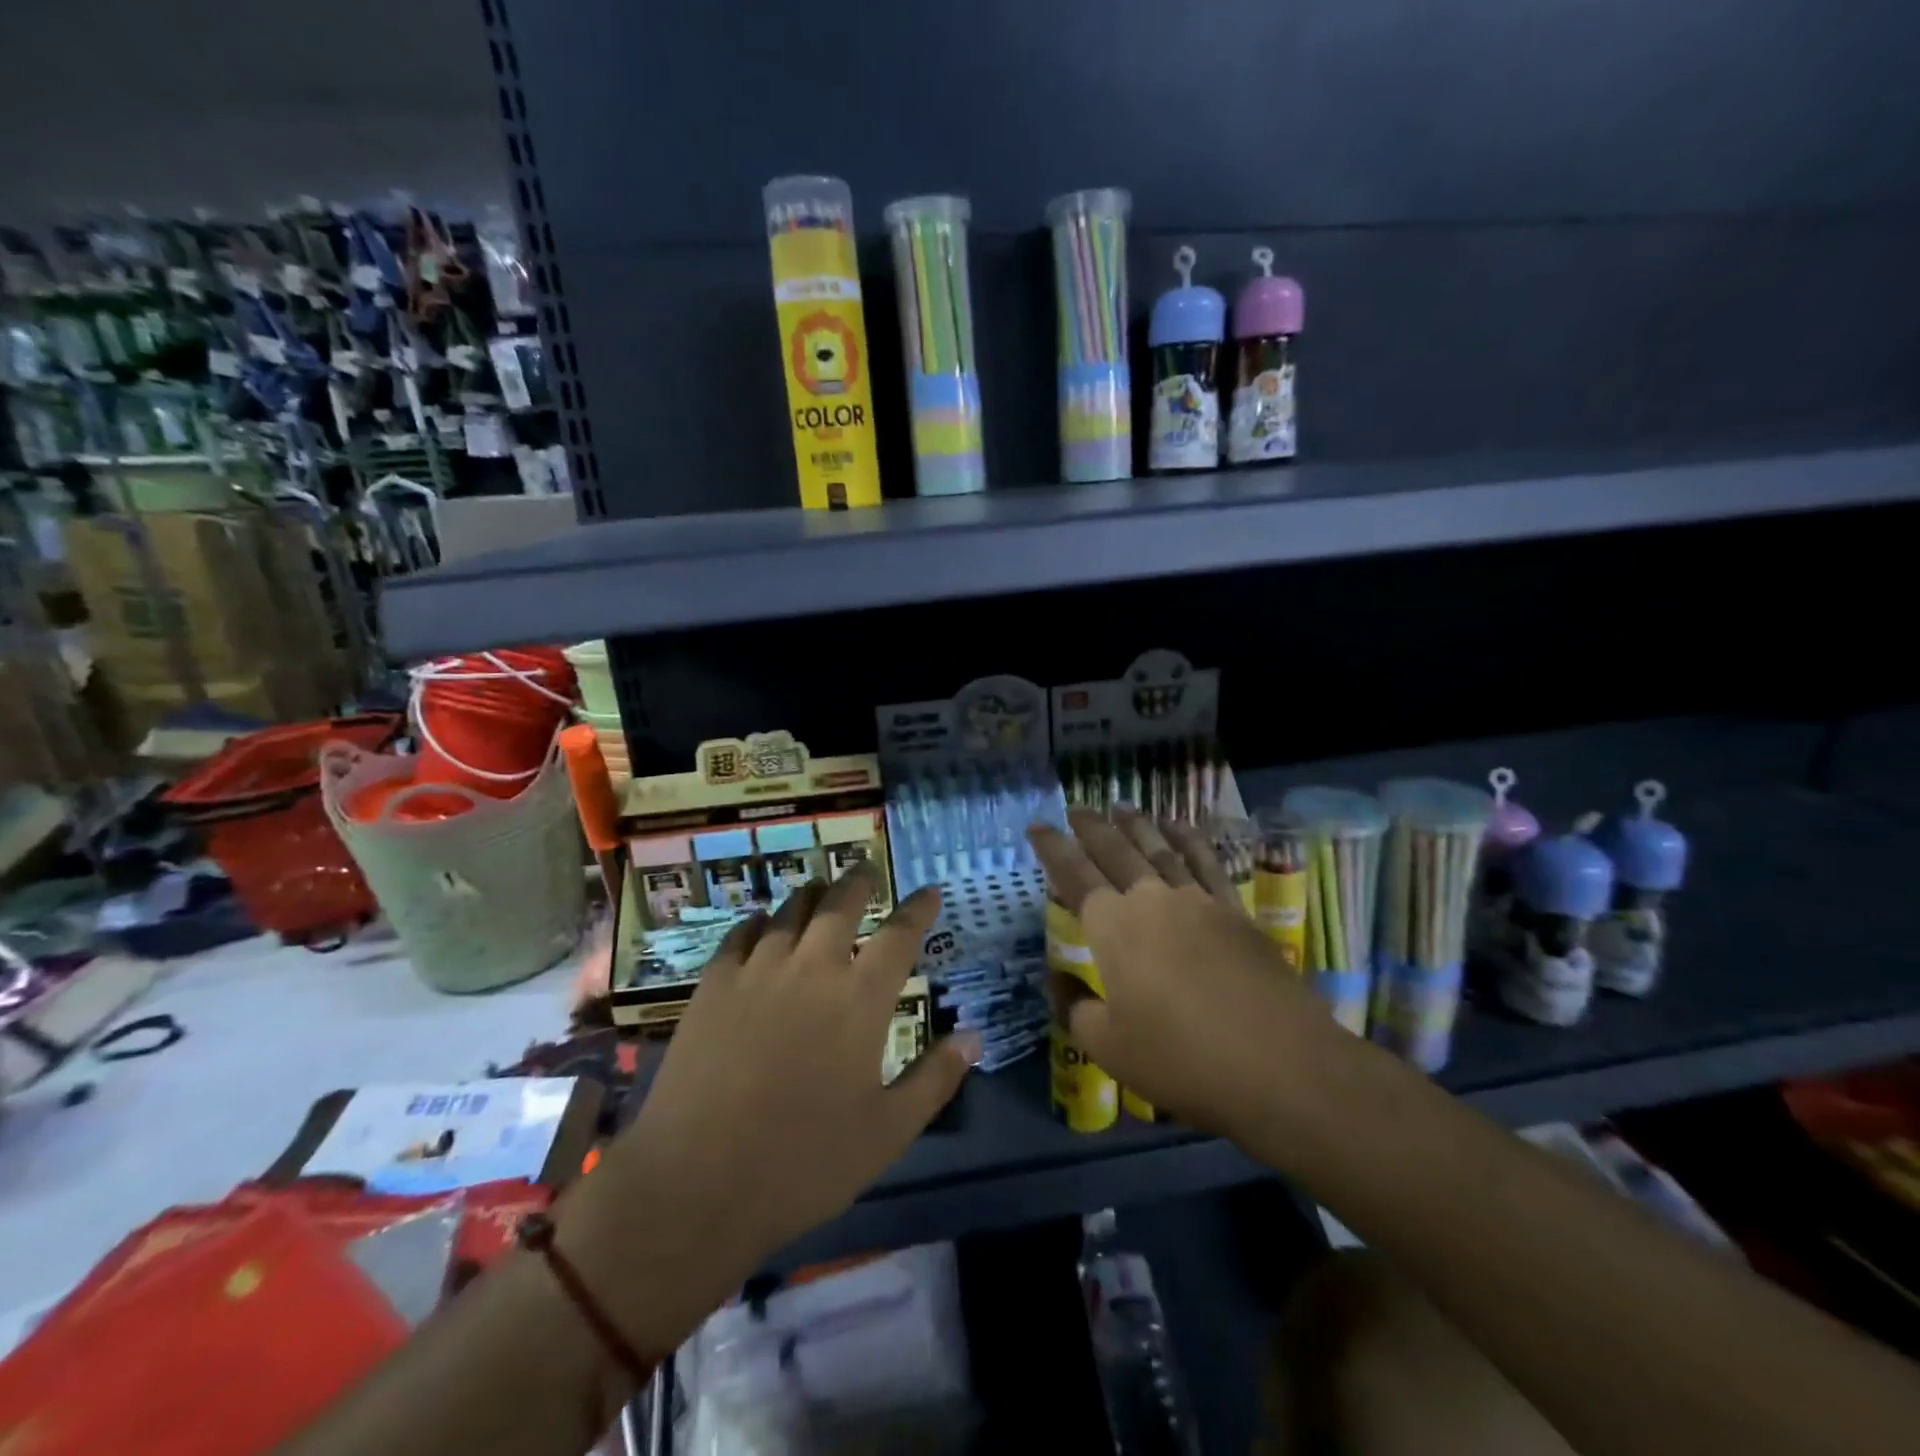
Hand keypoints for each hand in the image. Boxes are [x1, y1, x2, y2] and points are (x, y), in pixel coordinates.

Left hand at [560, 864, 978, 1352]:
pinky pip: (742, 933)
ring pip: (791, 910)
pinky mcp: (713, 984)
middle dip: (860, 880)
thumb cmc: (804, 1162)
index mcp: (861, 999)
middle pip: (841, 903)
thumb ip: (935, 1078)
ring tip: (821, 889)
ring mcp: (758, 970)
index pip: (900, 934)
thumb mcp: (887, 1132)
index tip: (930, 891)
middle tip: (867, 868)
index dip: (919, 908)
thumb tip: (975, 1037)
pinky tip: (763, 923)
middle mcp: (813, 968)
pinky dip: (760, 920)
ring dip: (812, 894)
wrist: (696, 1183)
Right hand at [1029, 808, 1348, 1148]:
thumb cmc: (1182, 1058)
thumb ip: (1075, 1008)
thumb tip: (1057, 981)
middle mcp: (1151, 900)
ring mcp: (1197, 901)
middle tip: (1076, 808)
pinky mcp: (1234, 911)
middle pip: (1115, 851)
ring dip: (1137, 825)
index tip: (1038, 826)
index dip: (1052, 848)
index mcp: (1113, 927)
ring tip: (1122, 806)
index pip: (1073, 874)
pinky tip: (1180, 828)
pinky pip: (1206, 862)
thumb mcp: (1109, 1047)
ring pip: (1159, 848)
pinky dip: (1189, 839)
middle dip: (1091, 827)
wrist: (1280, 1064)